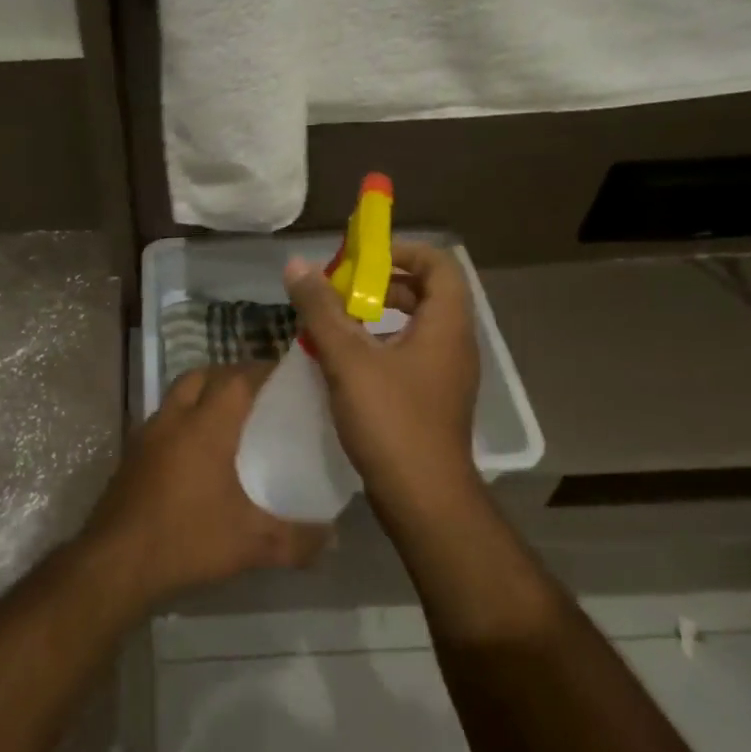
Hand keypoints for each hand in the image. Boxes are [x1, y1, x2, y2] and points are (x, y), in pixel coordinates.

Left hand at [79, 364, 330, 607]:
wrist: (115, 563)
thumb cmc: (186, 540)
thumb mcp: (250, 545)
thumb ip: (296, 540)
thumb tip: (333, 537)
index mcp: (204, 427)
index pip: (235, 379)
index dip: (260, 371)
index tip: (285, 376)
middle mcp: (173, 420)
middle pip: (201, 376)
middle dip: (229, 376)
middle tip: (256, 393)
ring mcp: (146, 436)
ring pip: (176, 396)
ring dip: (201, 395)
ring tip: (228, 420)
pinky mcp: (130, 456)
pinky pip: (162, 421)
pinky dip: (182, 421)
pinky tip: (195, 454)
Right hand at [285, 241, 481, 510]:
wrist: (423, 499)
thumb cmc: (392, 421)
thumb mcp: (348, 359)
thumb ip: (321, 310)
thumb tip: (296, 265)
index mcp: (446, 325)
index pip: (438, 264)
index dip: (400, 251)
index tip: (360, 258)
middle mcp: (453, 344)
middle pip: (425, 293)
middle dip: (380, 284)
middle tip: (340, 290)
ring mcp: (446, 375)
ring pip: (414, 327)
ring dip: (376, 317)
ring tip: (335, 324)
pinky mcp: (432, 400)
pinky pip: (408, 355)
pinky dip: (379, 347)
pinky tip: (344, 363)